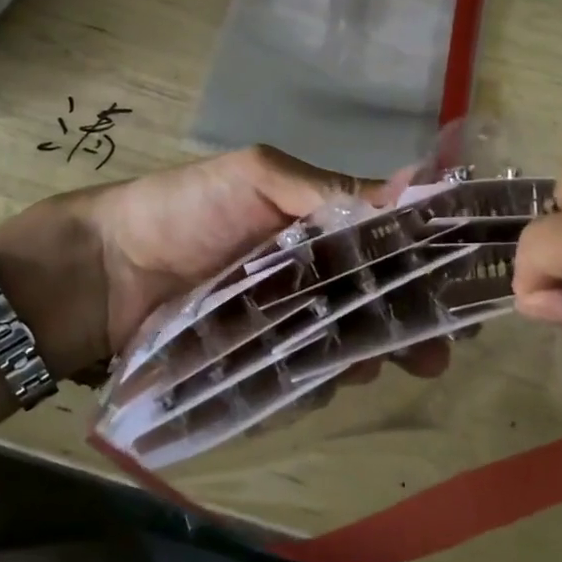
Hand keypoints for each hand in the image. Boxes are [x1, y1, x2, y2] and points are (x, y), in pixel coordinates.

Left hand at [0, 145, 447, 386]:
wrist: (104, 272)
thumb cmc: (183, 210)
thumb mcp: (257, 177)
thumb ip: (328, 190)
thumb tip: (415, 187)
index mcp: (318, 226)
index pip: (389, 244)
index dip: (424, 266)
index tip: (457, 293)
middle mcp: (310, 275)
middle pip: (376, 303)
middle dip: (408, 327)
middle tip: (430, 354)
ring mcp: (285, 324)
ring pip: (346, 346)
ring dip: (365, 357)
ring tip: (366, 364)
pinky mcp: (258, 364)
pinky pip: (303, 379)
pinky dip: (318, 383)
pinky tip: (319, 384)